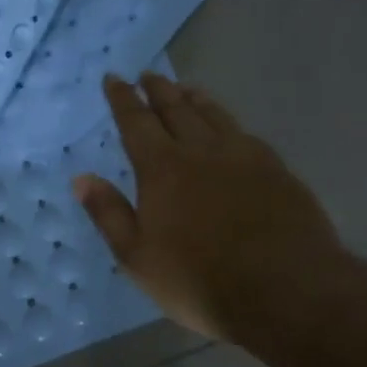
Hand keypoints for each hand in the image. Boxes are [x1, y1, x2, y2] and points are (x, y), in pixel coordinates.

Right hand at [73, 74, 353, 345]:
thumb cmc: (199, 280)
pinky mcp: (278, 171)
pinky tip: (232, 129)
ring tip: (187, 88)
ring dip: (196, 99)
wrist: (285, 291)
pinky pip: (246, 134)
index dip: (123, 99)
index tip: (114, 78)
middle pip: (177, 109)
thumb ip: (109, 214)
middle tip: (148, 74)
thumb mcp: (137, 257)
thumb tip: (81, 178)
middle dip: (159, 90)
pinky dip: (229, 123)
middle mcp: (202, 151)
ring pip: (215, 116)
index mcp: (162, 168)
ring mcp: (245, 157)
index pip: (136, 122)